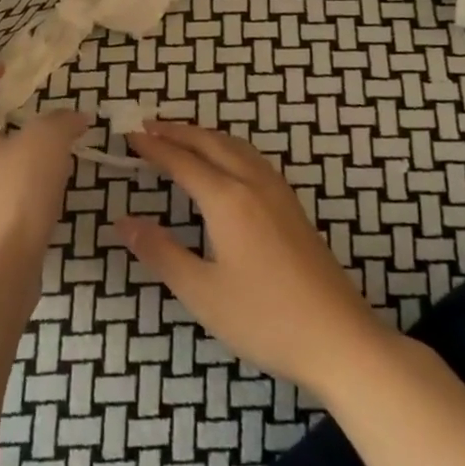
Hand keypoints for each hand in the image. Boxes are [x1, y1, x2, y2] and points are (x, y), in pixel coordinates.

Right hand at [117, 120, 387, 399]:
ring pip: (236, 147)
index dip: (153, 148)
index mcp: (227, 200)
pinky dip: (229, 147)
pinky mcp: (294, 208)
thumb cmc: (265, 318)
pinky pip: (253, 159)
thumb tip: (123, 222)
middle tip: (149, 126)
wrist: (341, 340)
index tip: (129, 136)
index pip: (181, 161)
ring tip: (183, 136)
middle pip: (210, 143)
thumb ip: (161, 252)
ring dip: (205, 135)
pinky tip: (229, 163)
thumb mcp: (202, 292)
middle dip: (178, 131)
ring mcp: (279, 194)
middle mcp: (253, 184)